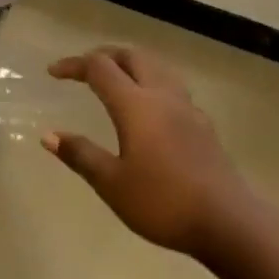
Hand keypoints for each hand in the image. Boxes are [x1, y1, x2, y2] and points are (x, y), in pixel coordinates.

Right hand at [44, 45, 253, 256]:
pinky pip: (172, 87)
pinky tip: (148, 109)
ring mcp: (187, 109)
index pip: (100, 68)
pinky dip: (151, 83)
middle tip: (83, 69)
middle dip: (104, 56)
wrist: (229, 223)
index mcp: (135, 105)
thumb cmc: (163, 202)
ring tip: (114, 80)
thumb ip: (80, 155)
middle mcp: (162, 96)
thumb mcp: (112, 183)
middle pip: (132, 56)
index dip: (74, 65)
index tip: (53, 73)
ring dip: (131, 64)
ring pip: (156, 68)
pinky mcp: (203, 125)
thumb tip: (49, 136)